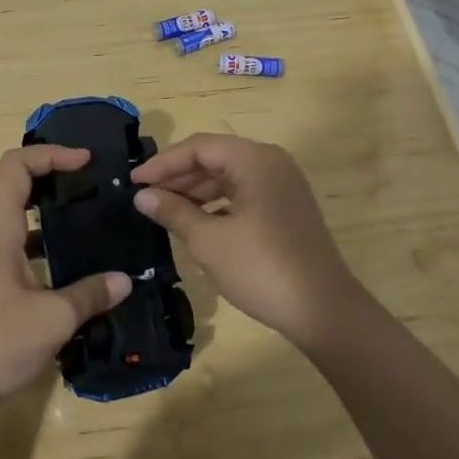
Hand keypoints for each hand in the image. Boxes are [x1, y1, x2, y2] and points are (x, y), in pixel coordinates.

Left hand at [0, 145, 132, 412]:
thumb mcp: (53, 318)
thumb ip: (90, 294)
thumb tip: (124, 280)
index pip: (15, 167)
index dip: (50, 154)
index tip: (86, 161)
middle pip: (16, 186)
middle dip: (54, 175)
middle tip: (93, 183)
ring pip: (20, 220)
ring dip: (52, 212)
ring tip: (91, 220)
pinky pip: (22, 250)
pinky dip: (48, 246)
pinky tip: (75, 268)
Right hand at [131, 133, 369, 352]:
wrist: (324, 310)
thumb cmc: (262, 268)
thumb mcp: (208, 240)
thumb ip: (173, 211)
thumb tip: (142, 196)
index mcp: (255, 160)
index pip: (199, 147)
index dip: (163, 163)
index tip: (134, 181)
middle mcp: (271, 163)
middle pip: (215, 157)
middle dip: (178, 176)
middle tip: (146, 196)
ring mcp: (283, 185)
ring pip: (229, 176)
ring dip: (196, 190)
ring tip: (165, 210)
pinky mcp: (287, 207)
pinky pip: (244, 193)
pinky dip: (218, 203)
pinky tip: (197, 223)